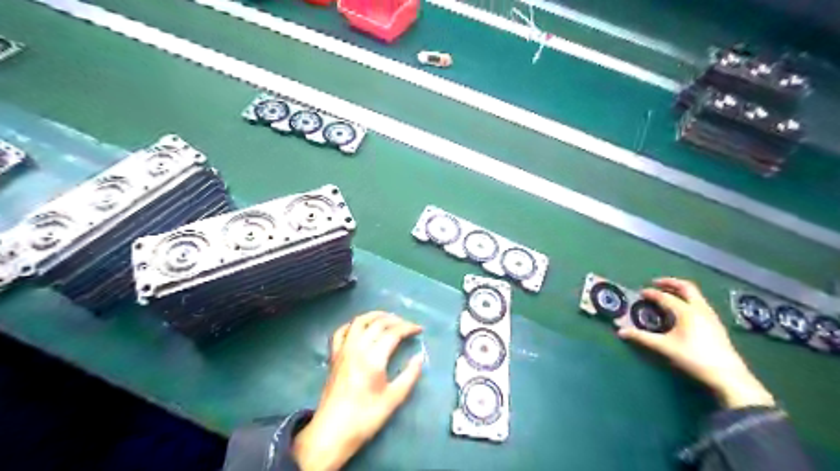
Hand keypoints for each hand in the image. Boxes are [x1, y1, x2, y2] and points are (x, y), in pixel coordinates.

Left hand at [292, 312, 427, 469]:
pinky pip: (342, 331)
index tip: (419, 329)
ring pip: (359, 321)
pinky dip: (353, 325)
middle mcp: (357, 348)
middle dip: (395, 320)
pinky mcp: (334, 356)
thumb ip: (409, 375)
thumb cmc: (365, 417)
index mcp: (373, 358)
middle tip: (407, 325)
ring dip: (375, 316)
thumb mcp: (393, 399)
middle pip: (377, 323)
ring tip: (388, 318)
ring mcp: (343, 350)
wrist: (332, 432)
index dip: (408, 328)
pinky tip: (361, 328)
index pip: (393, 332)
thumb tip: (420, 357)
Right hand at [616, 279, 772, 409]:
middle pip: (686, 287)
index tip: (641, 293)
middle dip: (670, 283)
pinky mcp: (716, 324)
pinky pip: (700, 303)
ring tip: (669, 294)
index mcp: (686, 311)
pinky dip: (688, 299)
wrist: (727, 375)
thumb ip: (642, 338)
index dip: (651, 293)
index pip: (665, 297)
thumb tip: (620, 332)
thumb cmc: (693, 357)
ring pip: (696, 295)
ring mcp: (711, 316)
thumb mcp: (664, 347)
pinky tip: (683, 310)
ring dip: (681, 291)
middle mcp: (700, 309)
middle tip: (656, 283)